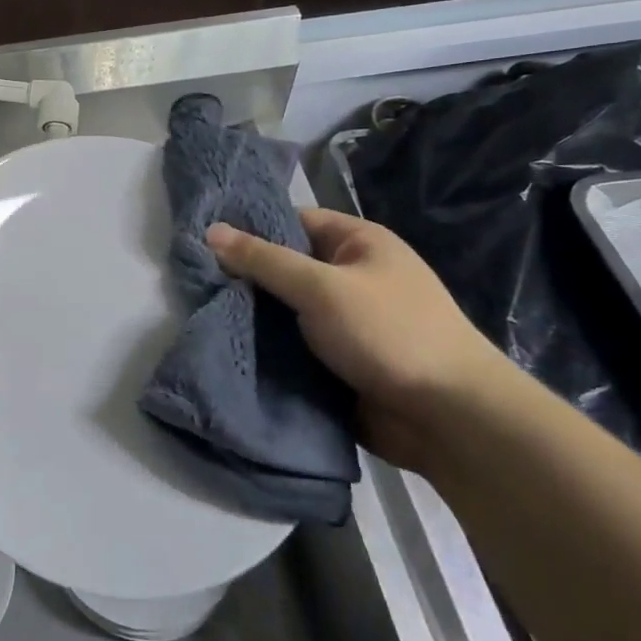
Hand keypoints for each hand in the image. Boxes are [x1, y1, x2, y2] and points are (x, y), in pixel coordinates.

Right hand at [206, 210, 505, 469]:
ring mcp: (344, 322)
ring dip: (250, 317)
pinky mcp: (336, 361)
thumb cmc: (389, 333)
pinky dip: (265, 349)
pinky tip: (225, 347)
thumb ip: (264, 260)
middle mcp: (350, 277)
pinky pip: (291, 346)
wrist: (448, 418)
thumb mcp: (321, 287)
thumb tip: (210, 231)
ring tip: (198, 313)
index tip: (202, 242)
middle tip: (192, 283)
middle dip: (243, 278)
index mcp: (358, 244)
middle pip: (284, 268)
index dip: (250, 229)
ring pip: (283, 311)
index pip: (293, 222)